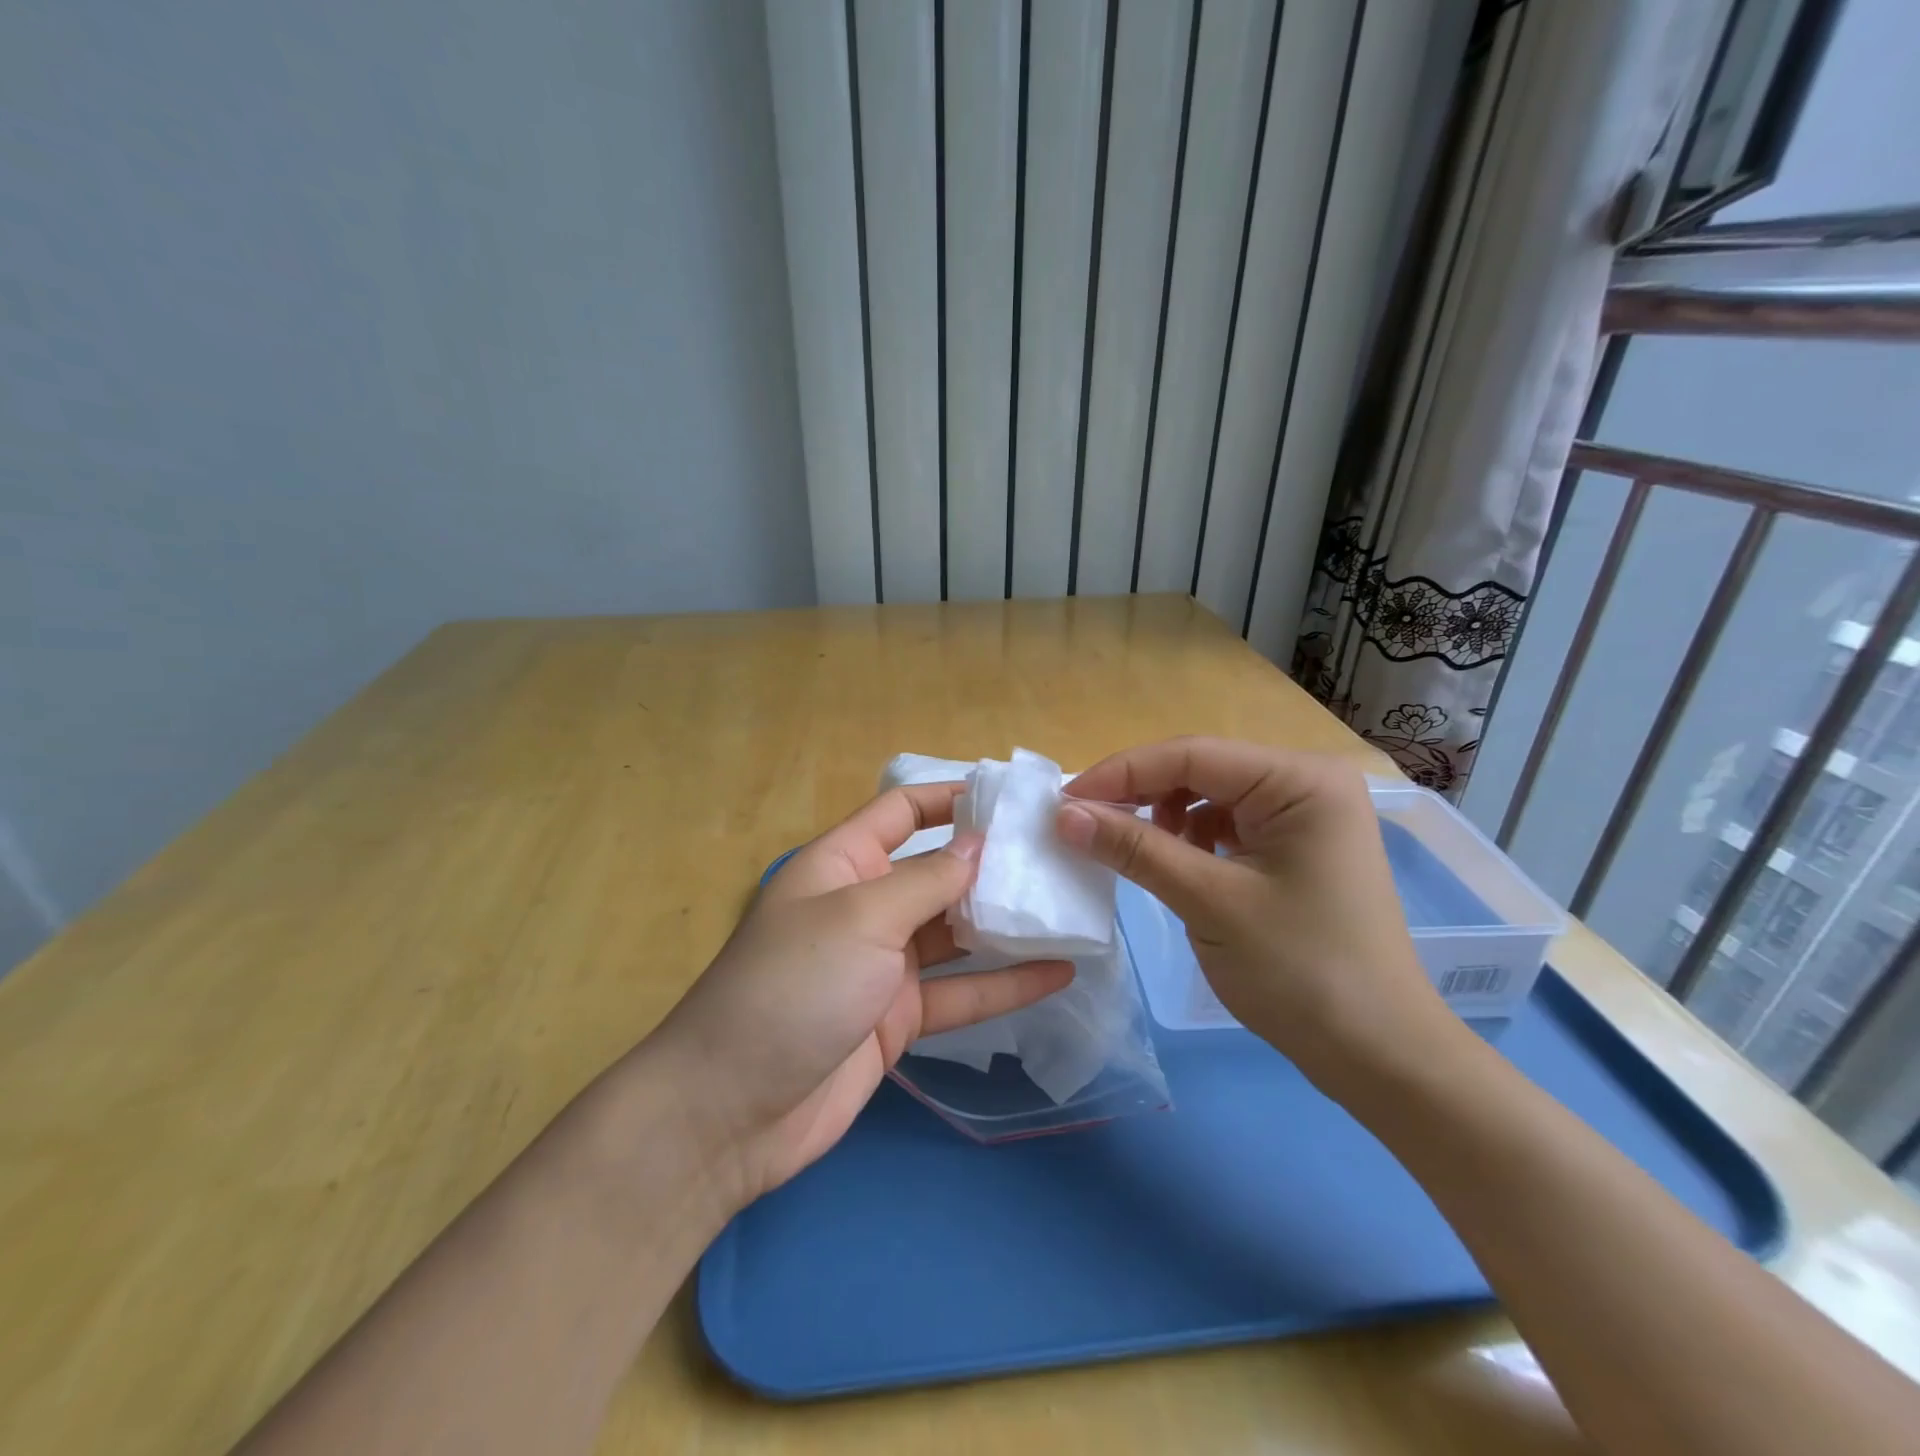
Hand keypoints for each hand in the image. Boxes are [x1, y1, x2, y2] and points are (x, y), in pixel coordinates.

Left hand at [651, 783, 1071, 1207]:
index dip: (950, 797)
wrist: (733, 1111)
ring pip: (955, 933)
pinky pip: (960, 992)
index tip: (1010, 798)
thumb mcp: (861, 917)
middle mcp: (865, 906)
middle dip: (991, 863)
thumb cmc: (792, 986)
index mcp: (842, 864)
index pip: (901, 811)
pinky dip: (1005, 984)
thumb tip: (979, 843)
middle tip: (1058, 856)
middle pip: (936, 872)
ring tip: (1068, 908)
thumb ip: (926, 880)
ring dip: (1005, 923)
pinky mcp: (898, 1018)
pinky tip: (1058, 974)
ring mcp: (883, 966)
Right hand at [1057, 737, 1448, 1088]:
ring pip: (1210, 797)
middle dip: (1140, 795)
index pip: (1192, 754)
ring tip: (1131, 850)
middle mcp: (1306, 783)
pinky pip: (1227, 825)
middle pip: (1201, 770)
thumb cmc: (1302, 972)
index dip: (1121, 773)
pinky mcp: (1296, 848)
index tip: (1063, 802)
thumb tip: (1063, 815)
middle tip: (1083, 825)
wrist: (1380, 1056)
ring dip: (1163, 817)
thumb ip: (1135, 849)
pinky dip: (1190, 840)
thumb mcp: (1209, 903)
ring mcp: (1304, 816)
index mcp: (1300, 780)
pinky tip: (1175, 865)